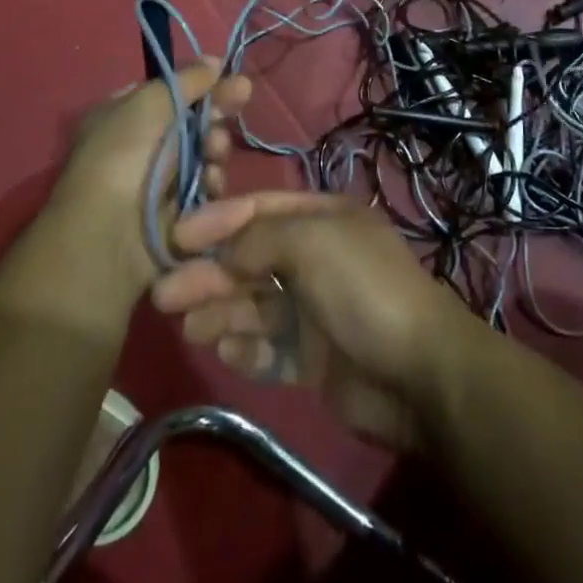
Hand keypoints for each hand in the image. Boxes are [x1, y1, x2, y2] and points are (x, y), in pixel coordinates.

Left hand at [40, 61, 251, 296]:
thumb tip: (215, 61)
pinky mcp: (177, 212)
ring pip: (204, 153)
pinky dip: (212, 181)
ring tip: (214, 151)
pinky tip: (211, 181)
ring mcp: (157, 181)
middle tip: (237, 102)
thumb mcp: (149, 103)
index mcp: (120, 115)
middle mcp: (138, 146)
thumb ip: (187, 79)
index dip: (197, 84)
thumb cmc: (121, 157)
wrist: (109, 237)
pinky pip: (206, 186)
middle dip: (214, 114)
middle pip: (191, 121)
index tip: (226, 75)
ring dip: (216, 148)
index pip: (167, 91)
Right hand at [151, 193, 477, 448]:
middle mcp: (317, 258)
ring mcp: (316, 309)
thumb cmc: (363, 288)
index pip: (260, 209)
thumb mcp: (311, 242)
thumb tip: (223, 248)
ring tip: (188, 326)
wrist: (418, 372)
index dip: (218, 221)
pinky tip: (224, 350)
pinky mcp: (314, 357)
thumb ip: (259, 238)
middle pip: (252, 260)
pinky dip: (245, 347)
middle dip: (210, 273)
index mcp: (323, 218)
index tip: (176, 237)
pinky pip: (269, 347)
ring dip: (220, 311)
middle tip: (164, 294)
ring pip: (255, 305)